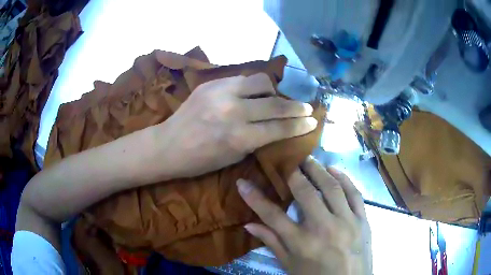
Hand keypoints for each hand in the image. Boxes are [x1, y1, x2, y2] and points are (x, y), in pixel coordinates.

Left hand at [160, 73, 316, 177]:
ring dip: (274, 90)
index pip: (280, 128)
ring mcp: (221, 92)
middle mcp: (234, 111)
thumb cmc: (200, 161)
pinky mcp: (211, 83)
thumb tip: (275, 125)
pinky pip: (242, 78)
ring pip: (261, 82)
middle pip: (276, 104)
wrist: (168, 145)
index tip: (313, 121)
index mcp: (240, 138)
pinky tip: (255, 91)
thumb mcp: (234, 157)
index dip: (300, 125)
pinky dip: (254, 85)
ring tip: (276, 97)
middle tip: (307, 107)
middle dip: (297, 107)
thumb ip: (257, 139)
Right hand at [237, 156, 372, 274]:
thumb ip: (272, 243)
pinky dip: (344, 178)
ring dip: (318, 170)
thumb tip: (249, 225)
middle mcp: (324, 229)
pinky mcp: (362, 220)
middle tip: (289, 161)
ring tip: (309, 159)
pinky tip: (334, 170)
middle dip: (294, 174)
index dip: (255, 198)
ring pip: (332, 188)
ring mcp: (347, 222)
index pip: (272, 216)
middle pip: (306, 193)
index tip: (243, 182)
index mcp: (302, 244)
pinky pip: (354, 193)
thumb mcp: (289, 266)